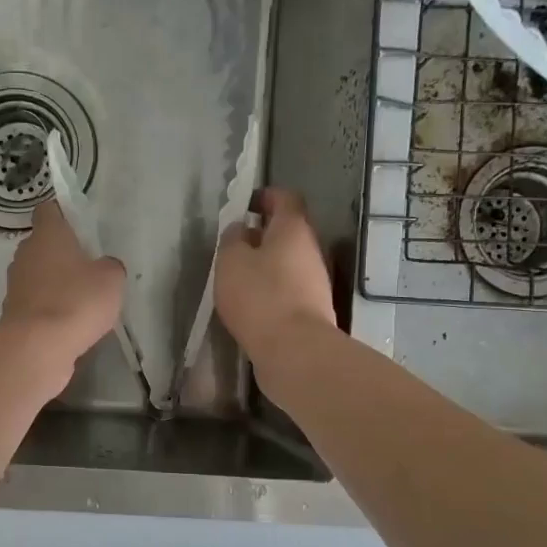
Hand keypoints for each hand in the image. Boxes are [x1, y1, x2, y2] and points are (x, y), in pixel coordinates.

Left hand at [0, 200, 125, 378]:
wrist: (38, 346)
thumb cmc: (77, 300)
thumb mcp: (111, 279)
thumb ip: (109, 267)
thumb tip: (104, 267)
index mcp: (48, 235)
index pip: (49, 211)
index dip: (63, 215)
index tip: (79, 227)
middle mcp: (25, 254)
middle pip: (42, 245)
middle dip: (61, 254)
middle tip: (87, 268)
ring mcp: (15, 284)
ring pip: (37, 275)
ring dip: (54, 284)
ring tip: (80, 300)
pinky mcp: (13, 313)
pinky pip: (35, 303)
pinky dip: (48, 309)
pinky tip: (67, 323)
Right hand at [214, 188, 336, 365]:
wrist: (294, 349)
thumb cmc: (259, 296)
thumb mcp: (231, 261)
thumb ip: (232, 240)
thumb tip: (240, 230)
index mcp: (293, 228)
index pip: (285, 198)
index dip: (266, 196)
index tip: (246, 204)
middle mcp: (311, 249)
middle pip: (289, 232)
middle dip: (263, 234)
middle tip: (235, 243)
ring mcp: (315, 281)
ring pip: (289, 261)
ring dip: (267, 264)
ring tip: (238, 276)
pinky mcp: (312, 308)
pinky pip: (289, 288)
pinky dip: (271, 288)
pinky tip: (251, 303)